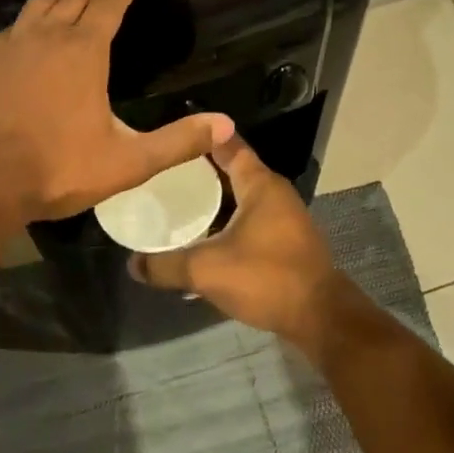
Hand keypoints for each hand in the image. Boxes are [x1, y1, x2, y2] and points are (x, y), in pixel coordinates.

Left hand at [0, 0, 232, 223]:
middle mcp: (46, 37)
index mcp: (83, 52)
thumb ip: (177, 142)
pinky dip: (31, 17)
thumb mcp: (127, 162)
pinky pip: (13, 26)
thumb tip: (227, 125)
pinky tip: (30, 28)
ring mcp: (10, 46)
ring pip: (40, 5)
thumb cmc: (56, 169)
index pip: (108, 5)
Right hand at [129, 136, 348, 349]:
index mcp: (259, 183)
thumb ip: (166, 265)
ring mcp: (284, 217)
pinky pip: (250, 219)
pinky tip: (204, 238)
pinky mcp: (287, 240)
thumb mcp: (207, 270)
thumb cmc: (266, 277)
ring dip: (214, 199)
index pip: (227, 145)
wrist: (320, 317)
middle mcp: (274, 192)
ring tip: (178, 203)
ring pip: (242, 197)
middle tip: (164, 173)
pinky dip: (227, 221)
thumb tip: (132, 264)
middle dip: (200, 171)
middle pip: (233, 170)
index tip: (171, 135)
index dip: (201, 137)